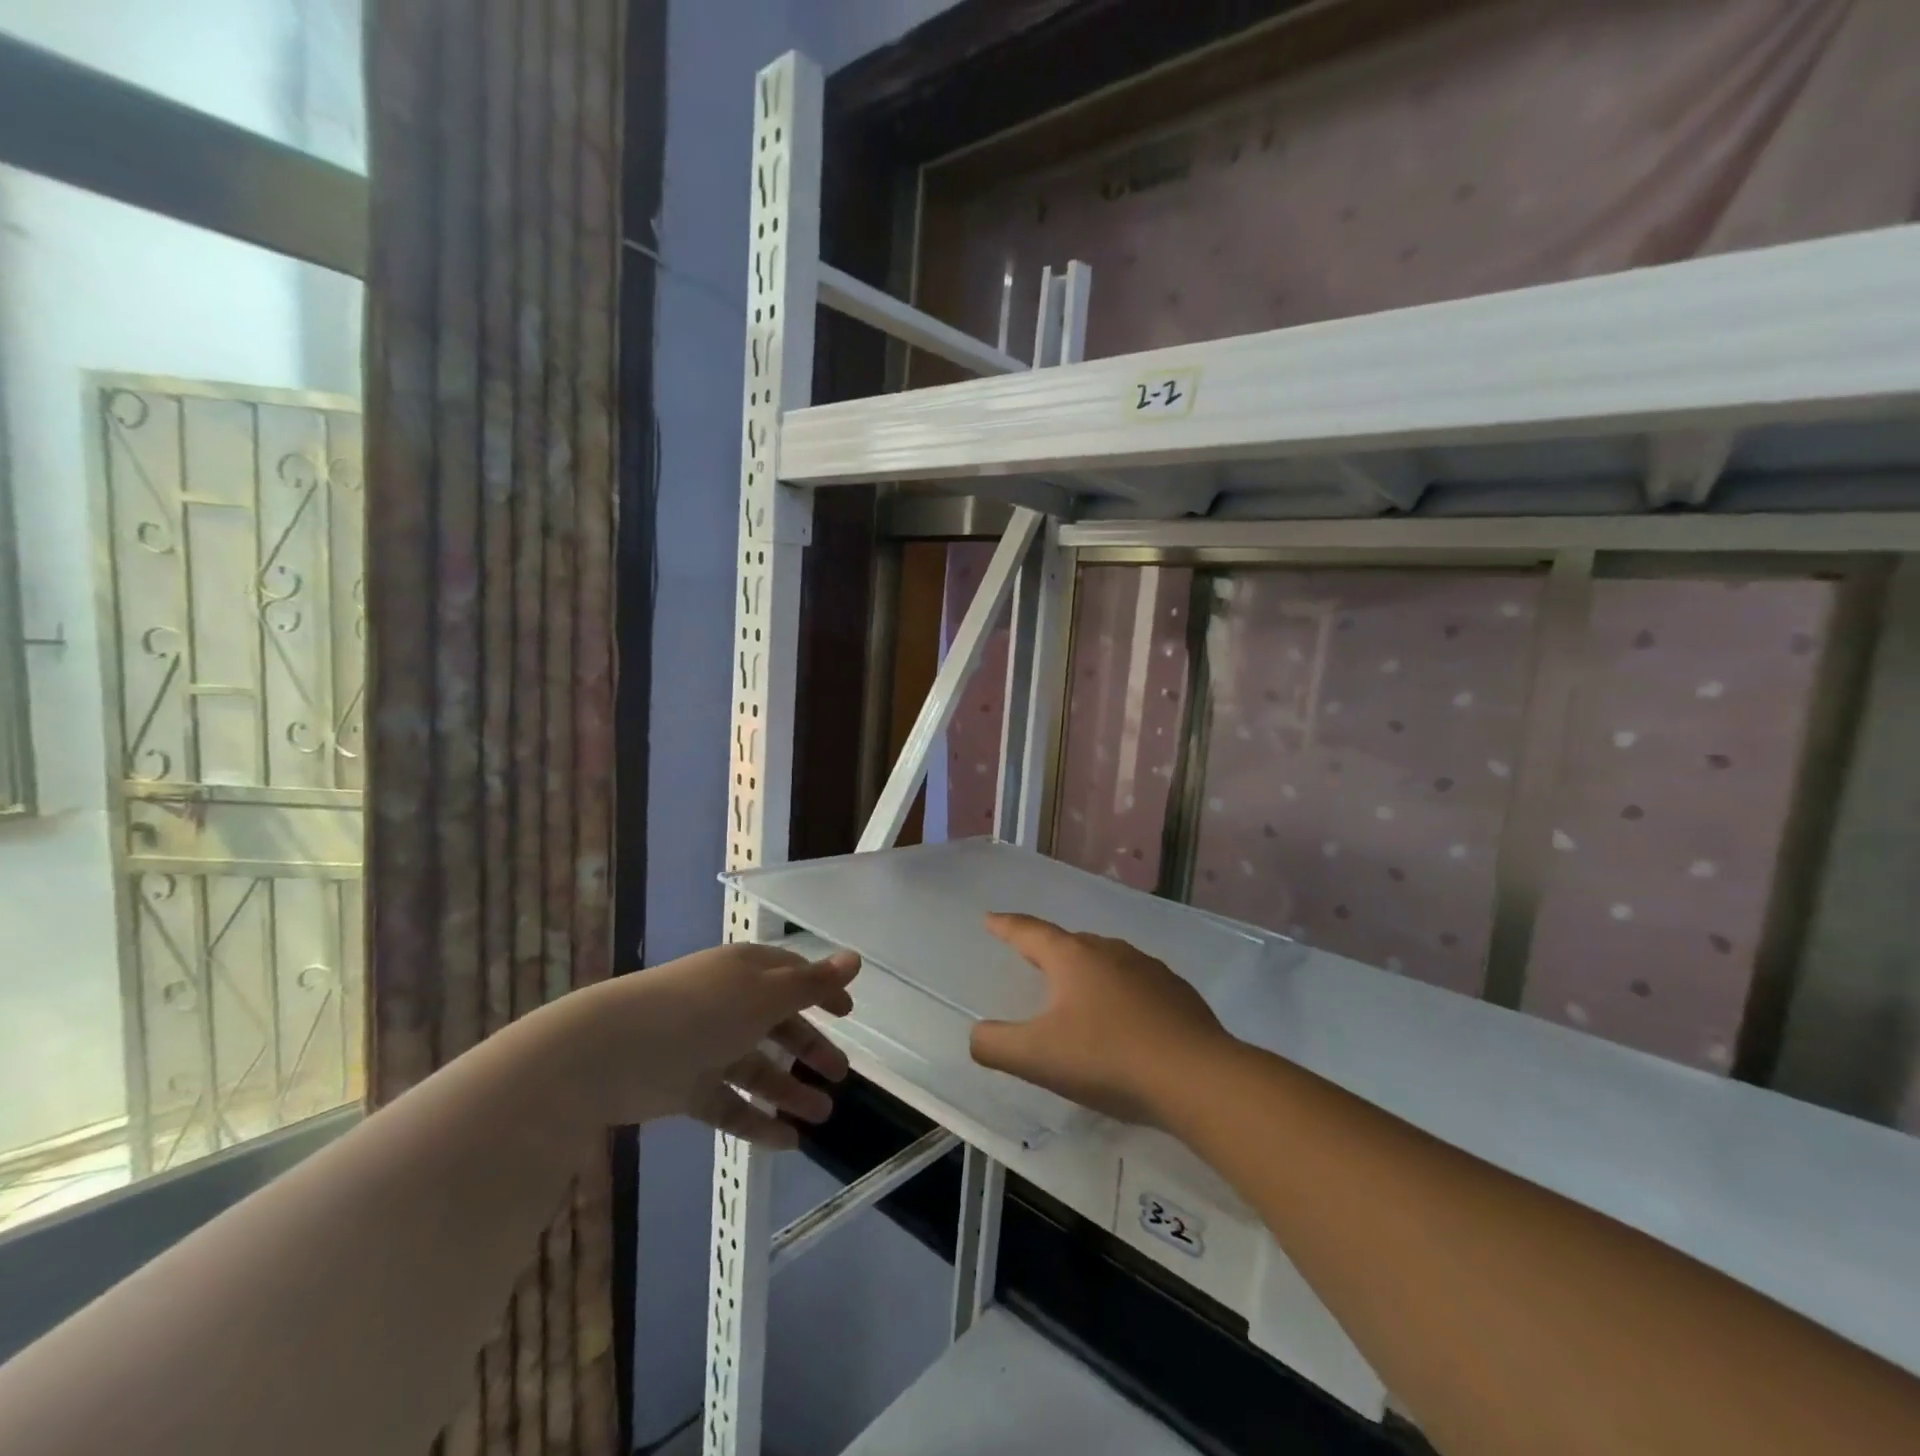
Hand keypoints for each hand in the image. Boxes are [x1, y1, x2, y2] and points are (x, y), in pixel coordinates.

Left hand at [550, 943, 858, 1147]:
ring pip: (757, 1068)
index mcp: (745, 973)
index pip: (791, 977)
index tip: (847, 1014)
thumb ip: (812, 984)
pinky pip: (730, 1104)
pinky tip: (787, 1142)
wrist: (608, 1052)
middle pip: (777, 1025)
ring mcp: (705, 1047)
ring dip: (790, 1090)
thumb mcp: (765, 996)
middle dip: (810, 1047)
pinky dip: (757, 1121)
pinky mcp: (686, 1087)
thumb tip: (855, 959)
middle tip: (840, 1074)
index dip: (821, 992)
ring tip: (823, 1116)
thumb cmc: (698, 1011)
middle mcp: (728, 1005)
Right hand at [968, 914, 1231, 1126]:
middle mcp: (1110, 951)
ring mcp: (1149, 969)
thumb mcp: (1038, 1057)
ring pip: (1107, 960)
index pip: (1030, 932)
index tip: (991, 918)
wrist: (1196, 1077)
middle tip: (1034, 958)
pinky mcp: (1178, 993)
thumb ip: (996, 1045)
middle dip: (1049, 949)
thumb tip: (977, 1035)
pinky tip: (1126, 1020)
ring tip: (1079, 991)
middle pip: (1070, 943)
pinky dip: (1122, 993)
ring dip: (1088, 971)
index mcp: (1073, 958)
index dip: (1007, 926)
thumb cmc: (1107, 1058)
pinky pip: (1138, 983)